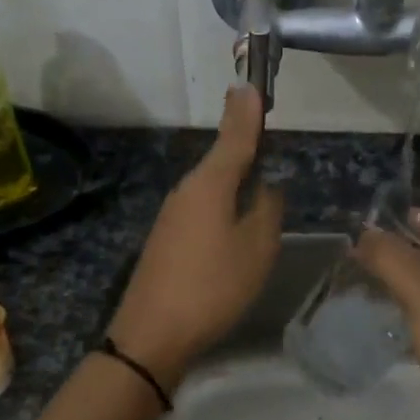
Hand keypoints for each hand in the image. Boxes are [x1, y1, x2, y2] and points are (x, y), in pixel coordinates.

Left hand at [107, 86, 281, 388]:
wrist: (152, 334)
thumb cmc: (213, 286)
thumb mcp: (257, 248)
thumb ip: (267, 208)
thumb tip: (267, 184)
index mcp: (210, 184)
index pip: (235, 136)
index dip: (247, 112)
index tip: (252, 85)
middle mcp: (187, 190)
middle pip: (222, 159)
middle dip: (245, 146)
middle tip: (267, 133)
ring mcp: (172, 215)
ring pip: (212, 186)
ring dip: (235, 179)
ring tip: (260, 182)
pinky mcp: (166, 238)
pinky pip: (202, 209)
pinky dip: (222, 205)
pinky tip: (234, 226)